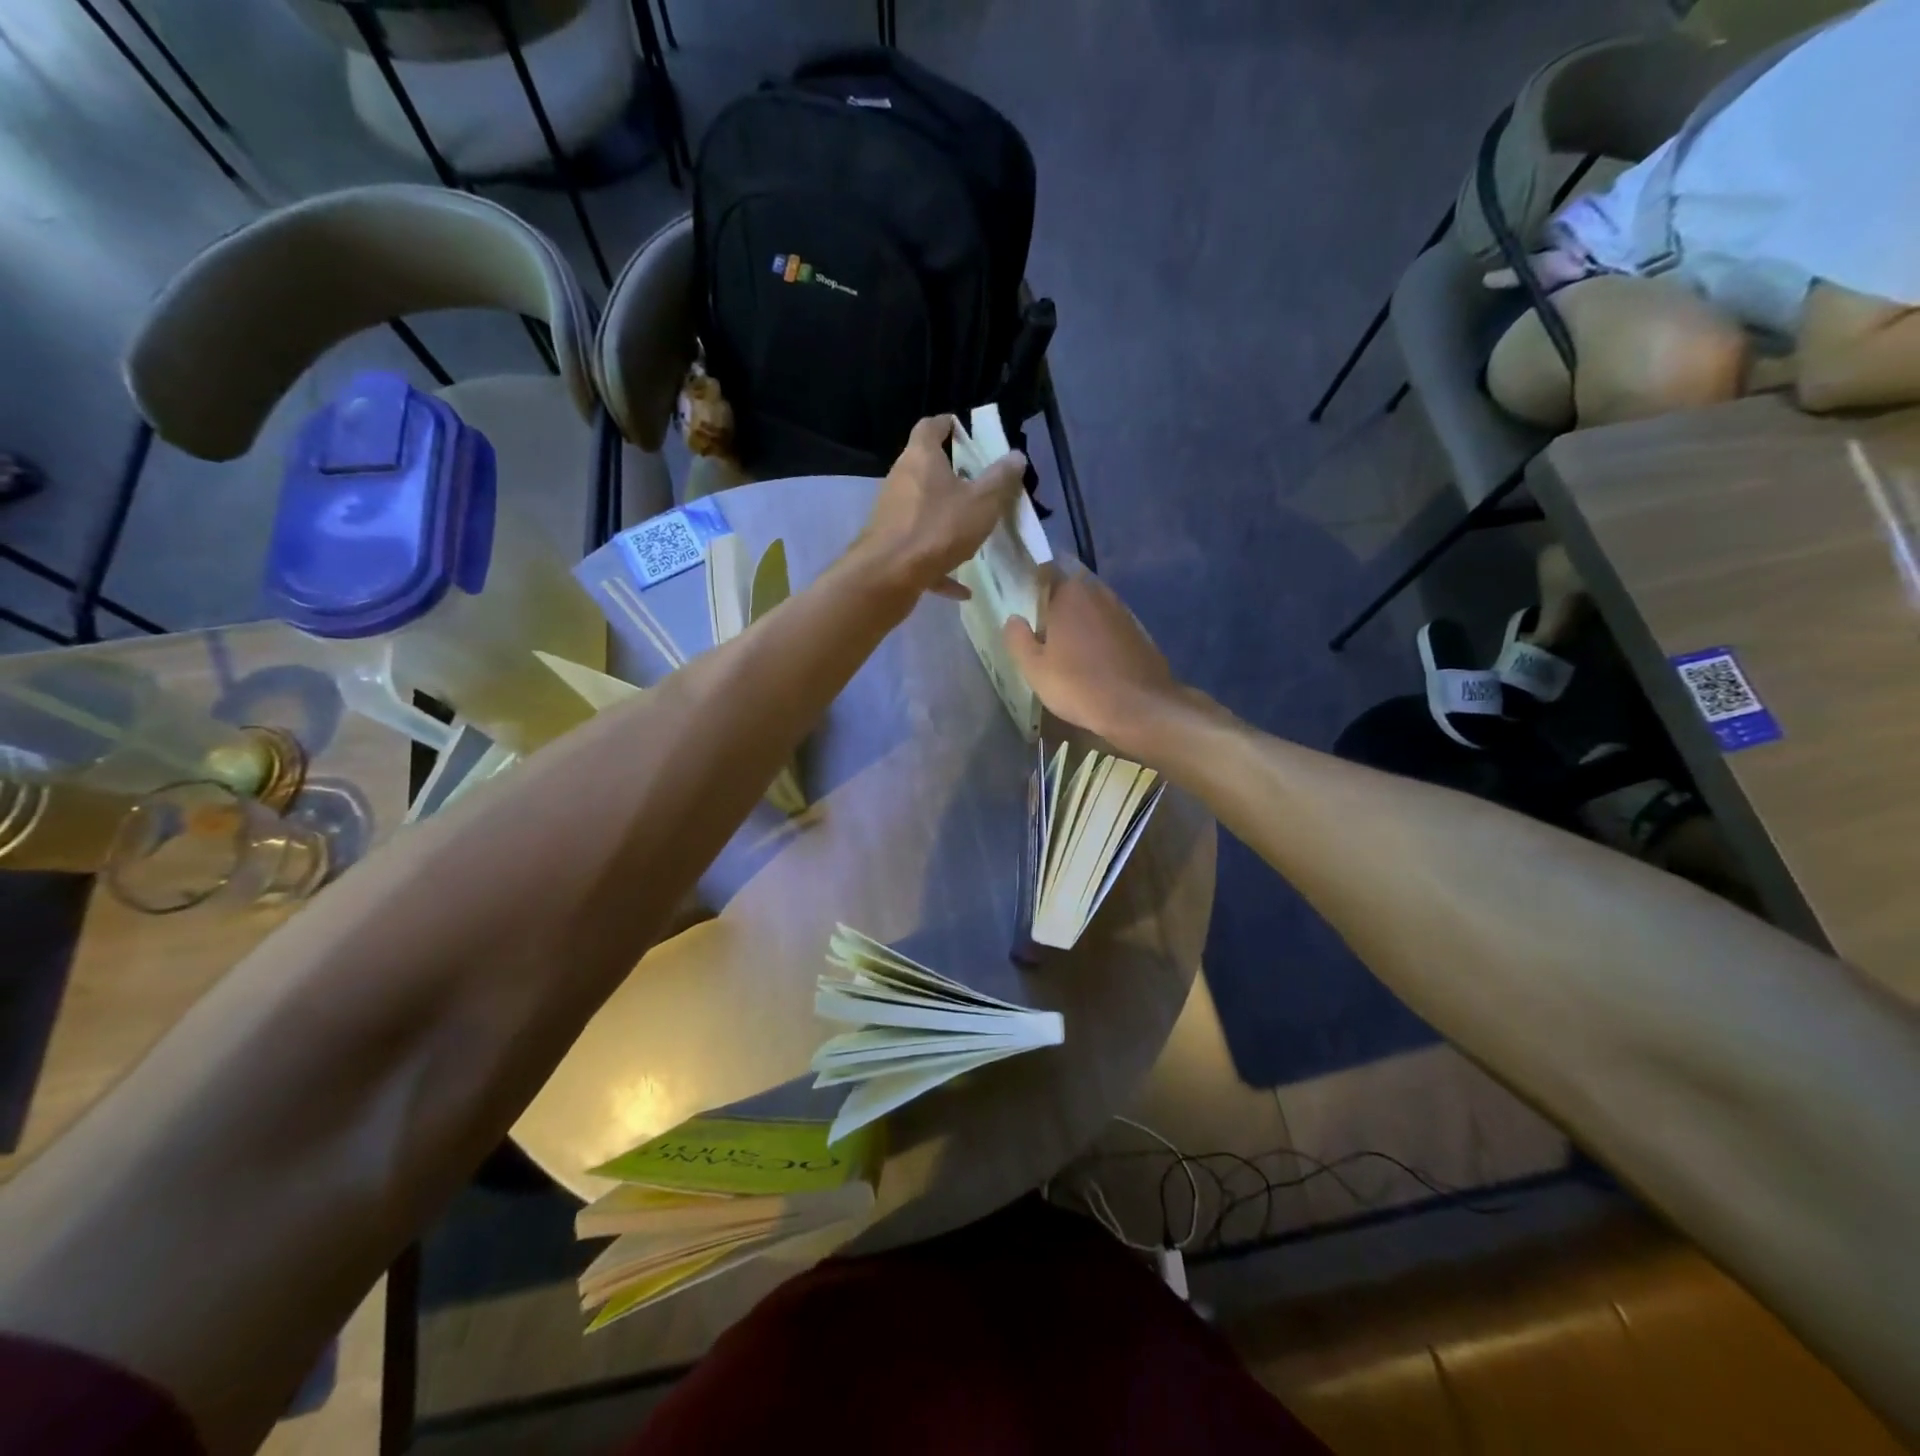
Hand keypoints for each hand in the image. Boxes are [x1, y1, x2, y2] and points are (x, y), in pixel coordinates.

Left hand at [854, 416, 1026, 599]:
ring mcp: (892, 514)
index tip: (963, 430)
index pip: (930, 426)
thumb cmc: (937, 529)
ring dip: (946, 519)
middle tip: (979, 483)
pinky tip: (962, 588)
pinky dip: (940, 564)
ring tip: (973, 530)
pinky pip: (921, 551)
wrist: (887, 576)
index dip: (947, 424)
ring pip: (923, 511)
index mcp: (921, 458)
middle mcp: (901, 480)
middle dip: (951, 475)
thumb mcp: (981, 503)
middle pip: (925, 469)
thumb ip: (1000, 480)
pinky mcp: (890, 547)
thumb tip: (1016, 456)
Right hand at [1003, 568, 1189, 752]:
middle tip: (1044, 631)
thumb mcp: (1034, 668)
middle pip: (1071, 591)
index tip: (1026, 605)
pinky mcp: (1139, 632)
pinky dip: (1100, 637)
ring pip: (1093, 609)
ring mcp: (1123, 611)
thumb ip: (1018, 639)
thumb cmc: (1078, 685)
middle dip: (1058, 606)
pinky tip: (1094, 660)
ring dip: (1081, 622)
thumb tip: (1013, 619)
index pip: (1047, 574)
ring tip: (1068, 648)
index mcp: (1069, 594)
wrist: (1138, 707)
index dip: (1034, 587)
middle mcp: (1098, 593)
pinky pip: (1110, 627)